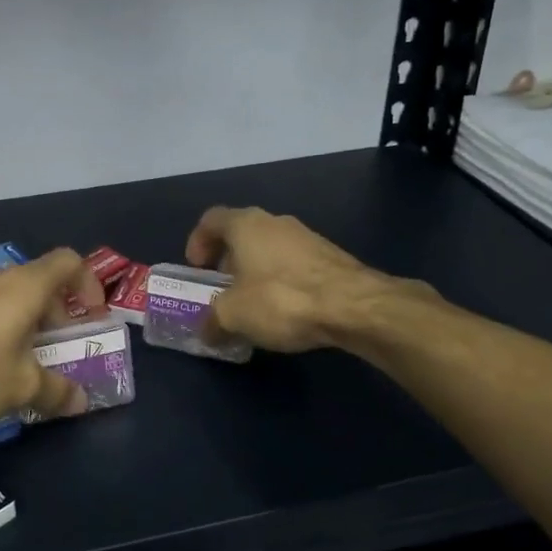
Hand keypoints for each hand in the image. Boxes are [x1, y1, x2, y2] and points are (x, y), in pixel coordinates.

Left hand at [0, 250, 105, 426]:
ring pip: (13, 298)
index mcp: (27, 285)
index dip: (88, 285)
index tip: (93, 317)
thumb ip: (57, 391)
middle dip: (59, 313)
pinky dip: (3, 330)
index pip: (69, 262)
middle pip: (41, 282)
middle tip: (63, 348)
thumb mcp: (22, 387)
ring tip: (30, 361)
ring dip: (30, 323)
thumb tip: (81, 401)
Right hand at [185, 206, 411, 352]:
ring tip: (253, 305)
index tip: (197, 269)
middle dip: (227, 262)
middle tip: (222, 291)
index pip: (211, 219)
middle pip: (241, 234)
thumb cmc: (282, 299)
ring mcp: (306, 237)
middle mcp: (275, 222)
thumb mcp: (234, 315)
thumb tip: (206, 331)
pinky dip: (281, 281)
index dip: (197, 241)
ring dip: (255, 272)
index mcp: (246, 225)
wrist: (354, 306)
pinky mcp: (330, 257)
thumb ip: (213, 321)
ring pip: (269, 249)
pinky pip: (293, 264)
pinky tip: (285, 311)